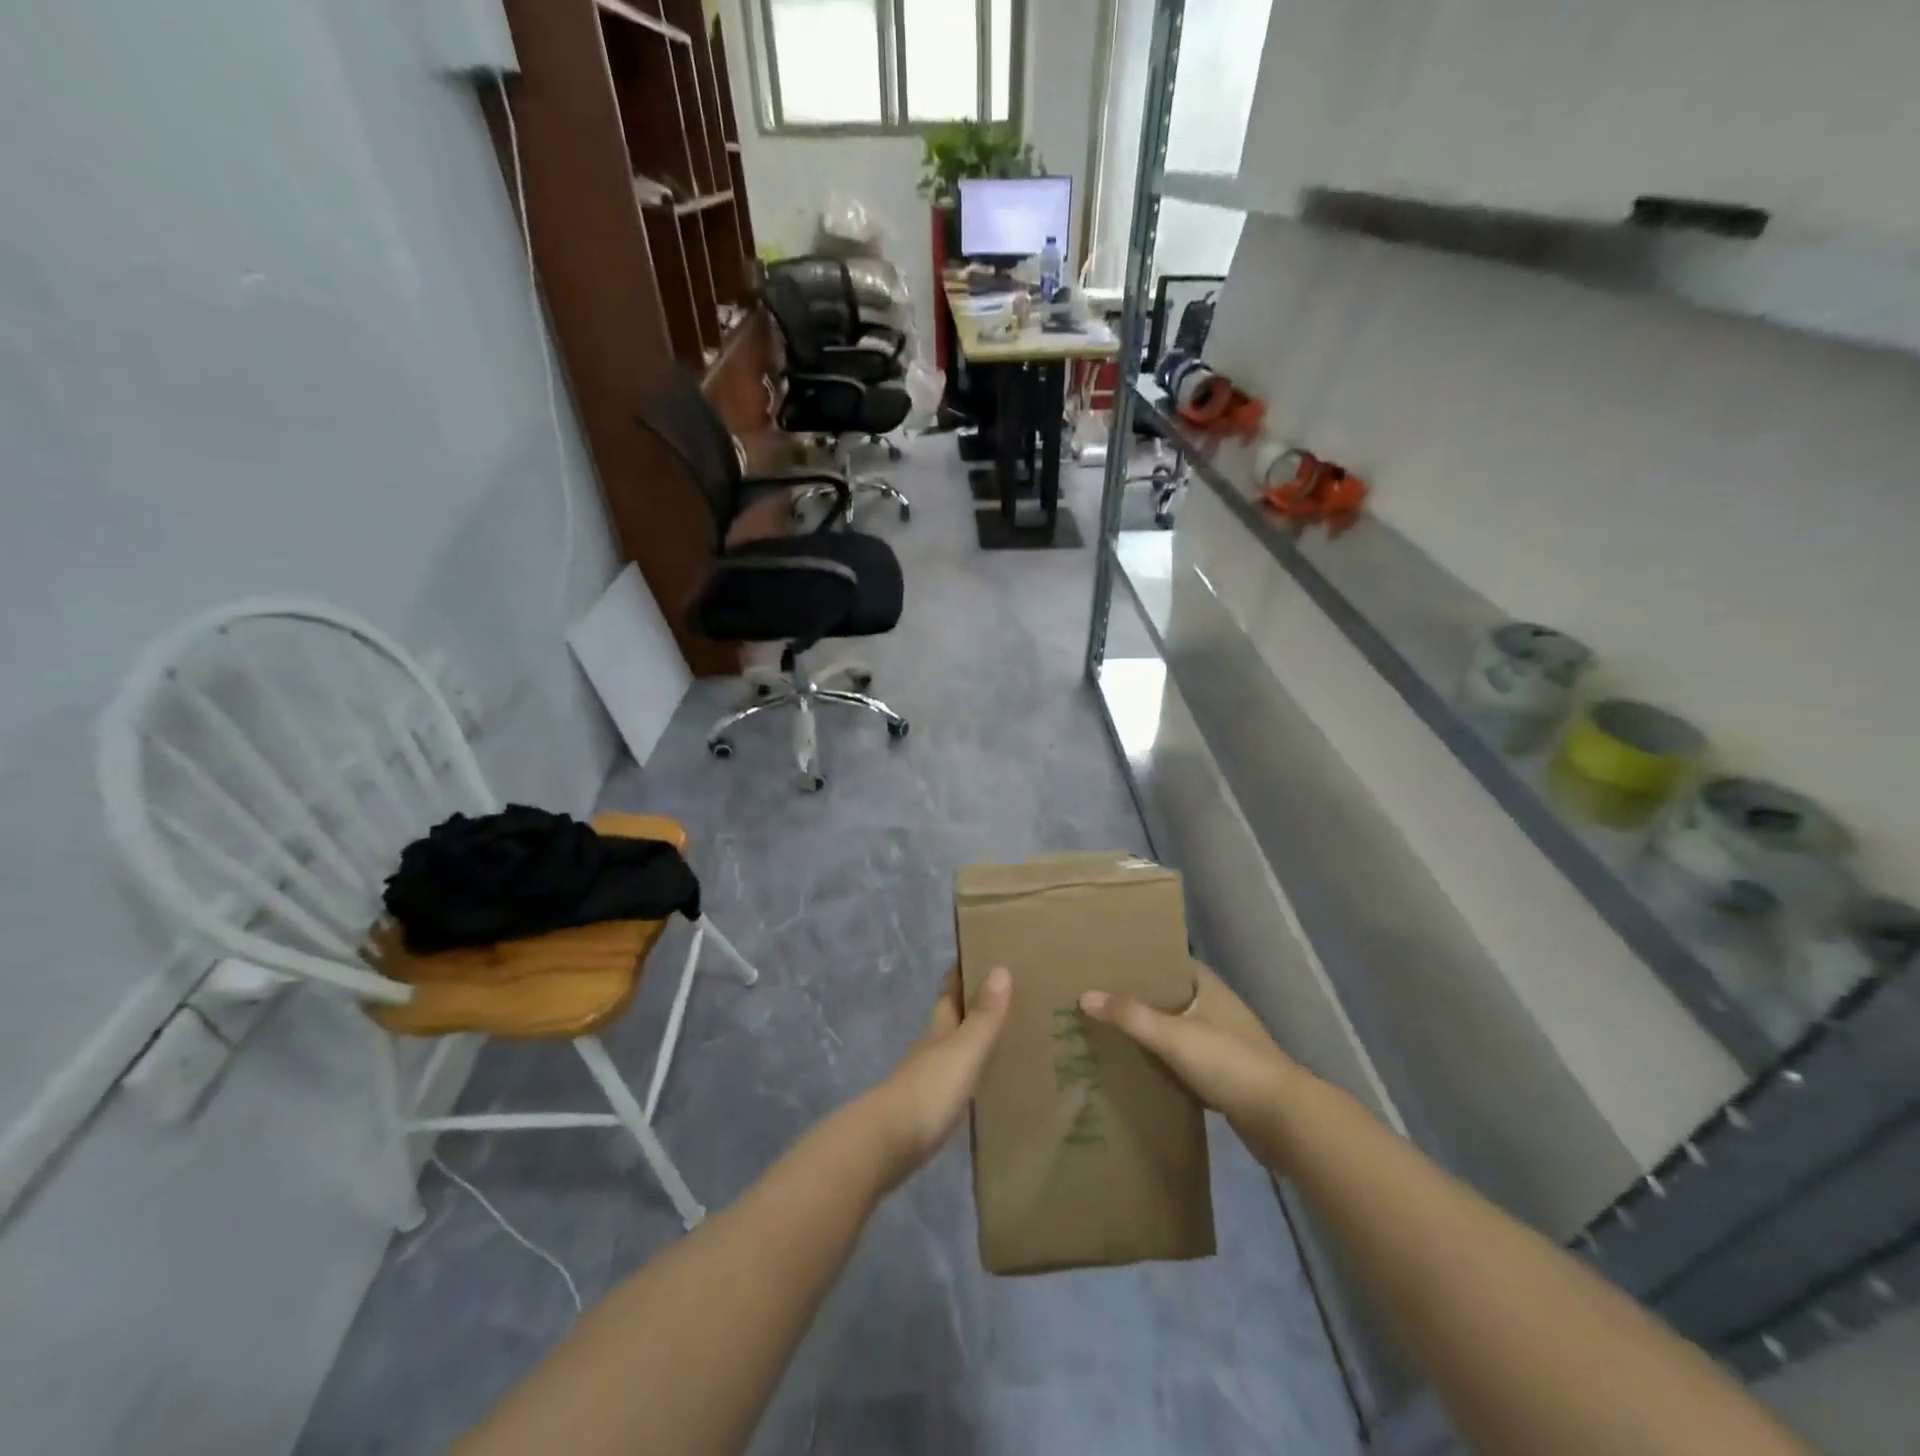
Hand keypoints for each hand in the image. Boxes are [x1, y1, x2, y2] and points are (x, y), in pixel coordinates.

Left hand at [860, 965, 1011, 1187]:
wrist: (887, 1144)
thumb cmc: (929, 1090)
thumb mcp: (964, 1050)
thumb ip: (984, 1016)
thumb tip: (1001, 968)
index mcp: (939, 1029)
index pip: (949, 993)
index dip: (960, 974)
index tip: (976, 954)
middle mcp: (930, 1048)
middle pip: (948, 1019)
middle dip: (967, 1005)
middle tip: (999, 994)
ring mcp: (925, 1080)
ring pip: (949, 1049)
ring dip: (968, 1040)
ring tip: (998, 1037)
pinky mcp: (925, 1111)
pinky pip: (952, 1081)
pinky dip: (967, 1073)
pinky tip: (979, 1082)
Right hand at [1080, 962, 1304, 1171]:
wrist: (1284, 1120)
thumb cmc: (1229, 1063)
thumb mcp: (1174, 1035)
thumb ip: (1130, 1015)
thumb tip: (1085, 995)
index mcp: (1209, 989)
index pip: (1171, 963)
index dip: (1143, 962)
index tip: (1108, 964)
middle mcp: (1217, 1010)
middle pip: (1171, 997)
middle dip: (1140, 999)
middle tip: (1099, 1000)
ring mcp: (1224, 1044)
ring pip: (1178, 1031)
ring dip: (1152, 1033)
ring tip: (1111, 1032)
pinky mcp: (1225, 1077)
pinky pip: (1185, 1062)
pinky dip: (1165, 1064)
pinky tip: (1139, 1070)